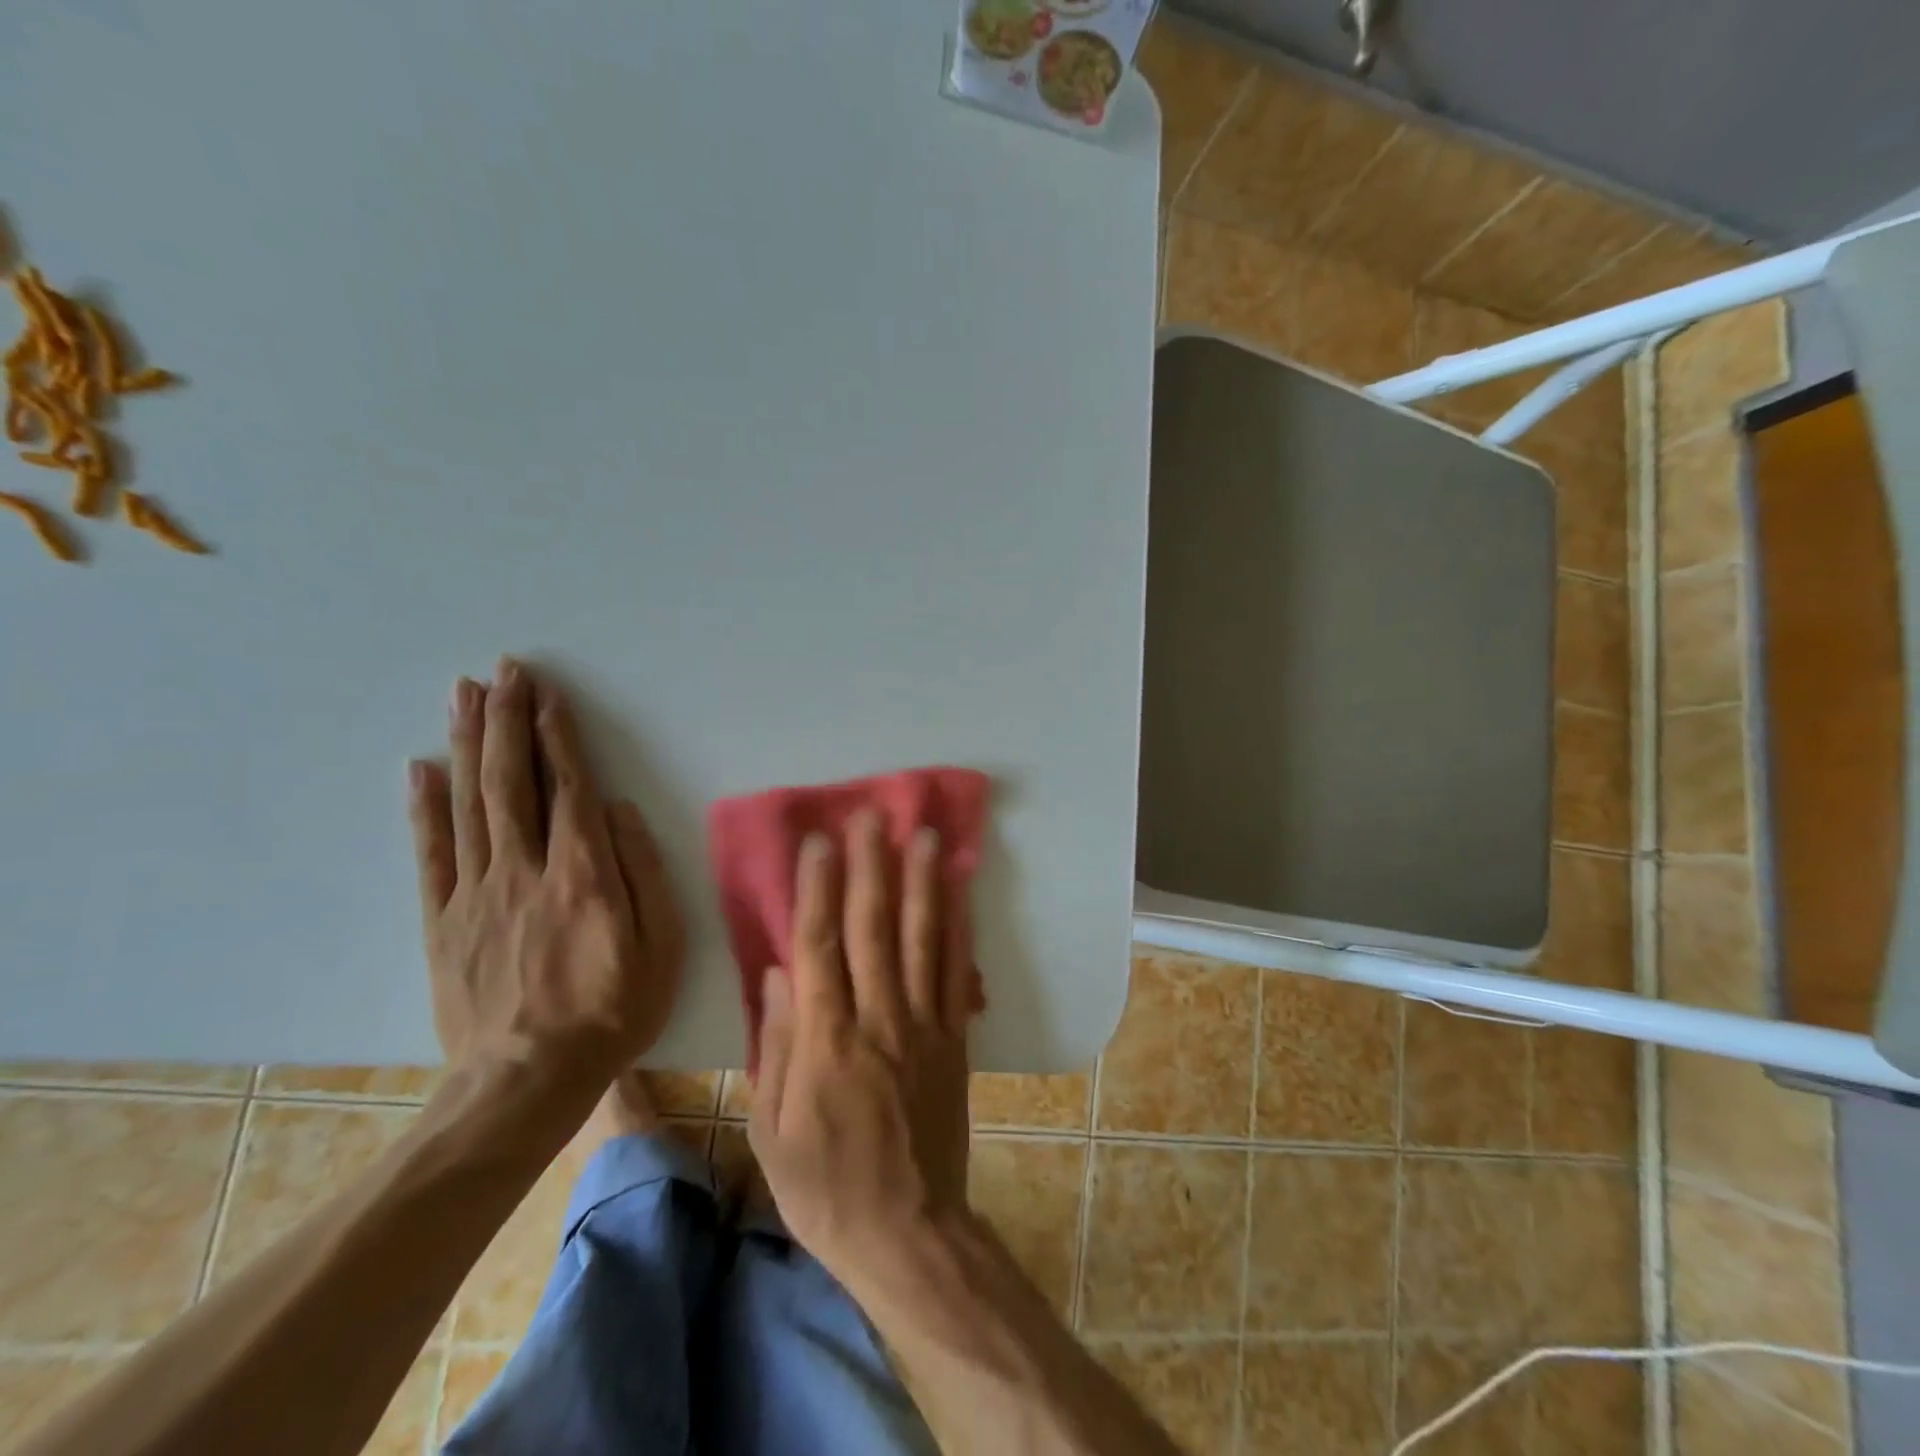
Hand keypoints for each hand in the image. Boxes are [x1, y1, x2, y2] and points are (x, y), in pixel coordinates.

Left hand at [407, 658, 684, 1092]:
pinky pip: (431, 854)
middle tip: (502, 672)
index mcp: (583, 873)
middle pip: (511, 781)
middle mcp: (525, 869)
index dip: (558, 735)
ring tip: (464, 695)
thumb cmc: (612, 1011)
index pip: (568, 786)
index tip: (548, 693)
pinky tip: (421, 768)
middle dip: (508, 720)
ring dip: (468, 744)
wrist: (526, 1082)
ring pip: (469, 803)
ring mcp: (477, 892)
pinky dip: (424, 808)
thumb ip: (642, 872)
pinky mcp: (444, 920)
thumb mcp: (661, 946)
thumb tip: (618, 811)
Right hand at [749, 809, 976, 1281]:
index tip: (821, 842)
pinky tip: (959, 895)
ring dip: (923, 885)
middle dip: (872, 868)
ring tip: (925, 837)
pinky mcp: (954, 1040)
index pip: (819, 948)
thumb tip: (776, 973)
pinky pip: (956, 976)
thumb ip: (774, 1046)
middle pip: (873, 930)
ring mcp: (923, 1027)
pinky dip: (958, 931)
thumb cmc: (824, 1187)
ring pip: (922, 942)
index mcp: (825, 1043)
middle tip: (873, 817)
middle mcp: (878, 1021)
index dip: (818, 890)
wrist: (908, 1231)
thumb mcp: (771, 1130)